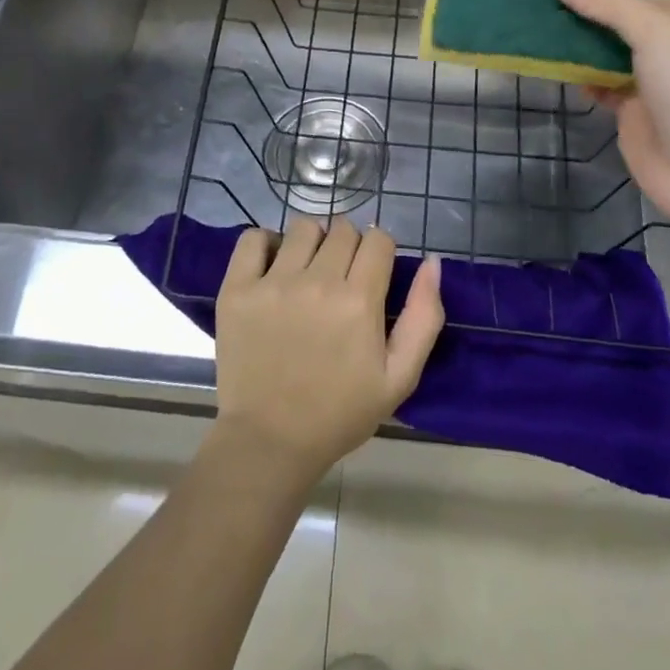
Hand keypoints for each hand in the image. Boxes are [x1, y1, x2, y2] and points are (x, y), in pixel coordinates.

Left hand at [212, 216, 443, 481]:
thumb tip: (432, 262)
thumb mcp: (400, 377)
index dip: (380, 252)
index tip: (372, 275)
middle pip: (343, 229)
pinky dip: (265, 243)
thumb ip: (423, 316)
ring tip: (307, 271)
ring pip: (303, 227)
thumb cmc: (340, 412)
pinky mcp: (237, 289)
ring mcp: (273, 283)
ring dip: (312, 242)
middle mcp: (317, 282)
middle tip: (341, 279)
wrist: (270, 441)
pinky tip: (272, 267)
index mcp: (359, 301)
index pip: (378, 239)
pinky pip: (253, 238)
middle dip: (349, 247)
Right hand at [552, 0, 669, 225]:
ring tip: (534, 27)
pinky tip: (552, 66)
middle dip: (584, 14)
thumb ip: (608, 3)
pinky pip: (599, 84)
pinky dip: (579, 76)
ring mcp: (648, 82)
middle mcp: (669, 48)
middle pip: (619, 23)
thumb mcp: (655, 33)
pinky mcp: (630, 112)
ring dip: (577, 45)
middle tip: (536, 1)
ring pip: (606, 54)